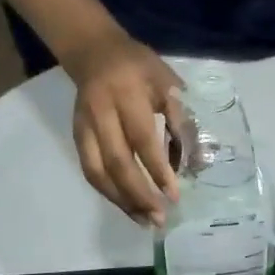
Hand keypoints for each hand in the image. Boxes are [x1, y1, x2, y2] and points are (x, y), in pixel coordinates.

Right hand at [60, 28, 183, 224]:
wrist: (94, 52)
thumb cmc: (139, 67)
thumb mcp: (167, 83)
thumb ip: (181, 119)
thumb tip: (197, 162)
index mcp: (127, 95)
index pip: (142, 140)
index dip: (158, 170)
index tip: (174, 196)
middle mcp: (101, 114)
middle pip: (117, 163)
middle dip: (139, 195)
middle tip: (159, 218)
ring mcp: (84, 128)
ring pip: (98, 173)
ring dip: (122, 201)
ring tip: (144, 221)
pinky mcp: (76, 138)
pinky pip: (90, 172)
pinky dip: (109, 193)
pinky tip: (128, 206)